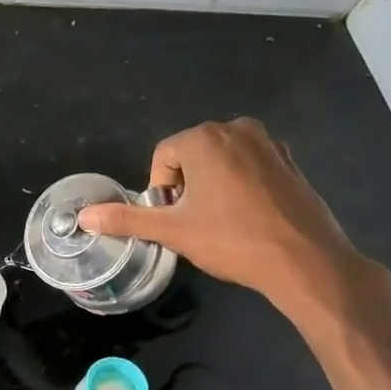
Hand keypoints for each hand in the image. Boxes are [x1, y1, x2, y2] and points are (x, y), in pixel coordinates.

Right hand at [80, 119, 390, 389]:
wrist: (306, 261)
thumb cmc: (232, 240)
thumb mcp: (173, 231)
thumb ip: (126, 219)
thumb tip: (85, 216)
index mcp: (205, 138)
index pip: (163, 157)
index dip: (160, 190)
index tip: (173, 219)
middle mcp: (237, 129)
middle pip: (192, 155)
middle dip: (185, 186)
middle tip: (194, 223)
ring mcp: (269, 143)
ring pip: (222, 160)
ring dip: (212, 186)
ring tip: (220, 222)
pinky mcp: (291, 162)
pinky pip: (250, 167)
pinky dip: (240, 186)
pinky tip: (248, 218)